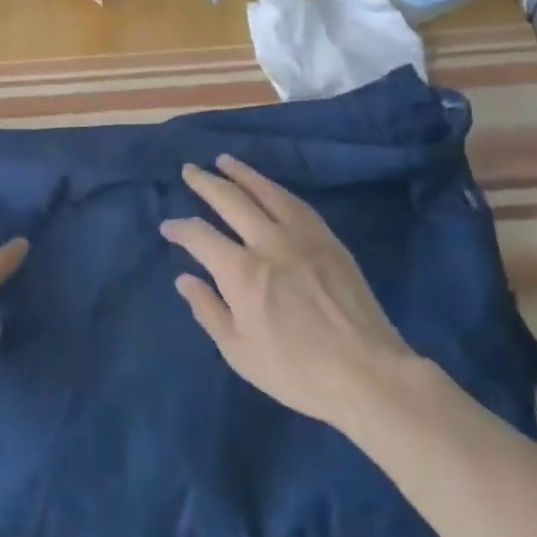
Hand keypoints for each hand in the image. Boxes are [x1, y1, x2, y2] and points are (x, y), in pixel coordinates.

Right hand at [163, 155, 416, 430]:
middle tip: (190, 170)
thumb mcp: (240, 352)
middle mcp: (269, 242)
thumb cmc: (296, 372)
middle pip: (231, 200)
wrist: (368, 375)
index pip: (200, 236)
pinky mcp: (329, 240)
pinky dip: (276, 189)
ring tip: (224, 161)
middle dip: (205, 183)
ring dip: (241, 174)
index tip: (168, 227)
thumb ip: (208, 310)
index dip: (180, 229)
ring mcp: (302, 237)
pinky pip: (297, 203)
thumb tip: (185, 279)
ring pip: (266, 192)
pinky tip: (269, 186)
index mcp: (242, 272)